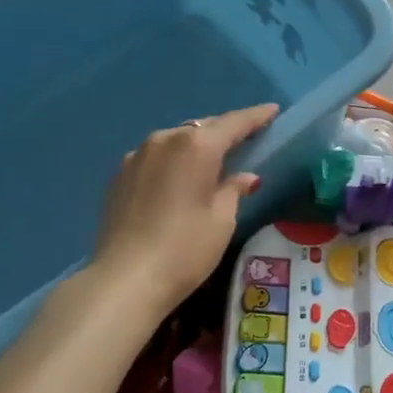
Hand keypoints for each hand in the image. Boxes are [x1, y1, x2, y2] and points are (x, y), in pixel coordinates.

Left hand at [91, 103, 279, 324]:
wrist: (124, 281)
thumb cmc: (185, 249)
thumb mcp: (222, 220)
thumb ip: (234, 190)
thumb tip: (244, 176)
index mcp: (196, 145)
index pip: (234, 123)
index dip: (256, 116)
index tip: (272, 111)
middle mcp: (165, 139)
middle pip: (203, 128)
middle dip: (225, 132)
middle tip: (246, 139)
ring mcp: (137, 155)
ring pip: (176, 141)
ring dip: (195, 146)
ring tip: (211, 160)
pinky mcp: (119, 175)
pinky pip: (155, 158)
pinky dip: (172, 162)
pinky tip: (178, 180)